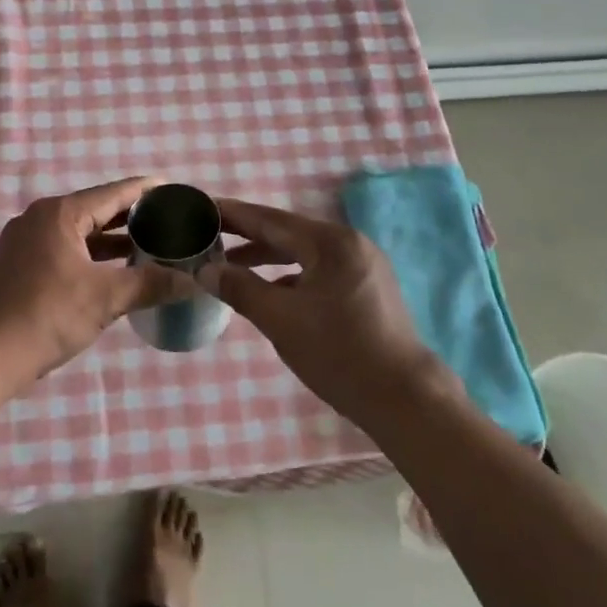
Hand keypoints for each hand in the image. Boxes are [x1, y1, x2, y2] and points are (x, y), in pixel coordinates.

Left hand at [0, 176, 184, 390]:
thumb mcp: (105, 299)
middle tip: (169, 221)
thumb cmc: (46, 316)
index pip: (113, 193)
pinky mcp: (19, 265)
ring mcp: (25, 242)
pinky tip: (113, 271)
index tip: (174, 190)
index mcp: (60, 214)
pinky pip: (64, 249)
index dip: (145, 191)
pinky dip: (91, 255)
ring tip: (149, 246)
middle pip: (95, 210)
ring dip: (111, 240)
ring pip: (79, 233)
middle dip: (131, 217)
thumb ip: (150, 284)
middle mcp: (40, 218)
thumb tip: (194, 282)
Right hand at [208, 197, 452, 425]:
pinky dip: (291, 275)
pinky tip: (271, 291)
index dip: (233, 214)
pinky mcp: (368, 288)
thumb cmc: (339, 354)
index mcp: (330, 242)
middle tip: (209, 234)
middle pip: (287, 232)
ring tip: (231, 264)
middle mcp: (349, 243)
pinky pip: (319, 270)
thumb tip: (205, 270)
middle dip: (247, 236)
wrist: (405, 399)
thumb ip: (240, 289)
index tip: (202, 207)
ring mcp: (363, 265)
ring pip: (304, 253)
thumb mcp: (280, 320)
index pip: (270, 219)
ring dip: (268, 257)